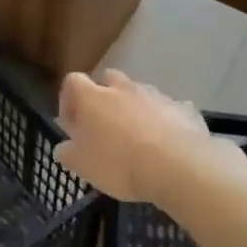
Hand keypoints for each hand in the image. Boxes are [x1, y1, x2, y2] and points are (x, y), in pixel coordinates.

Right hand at [54, 70, 210, 203]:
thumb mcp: (82, 166)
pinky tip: (166, 144)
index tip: (72, 124)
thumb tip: (63, 148)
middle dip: (104, 98)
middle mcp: (123, 88)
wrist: (179, 167)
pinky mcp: (183, 108)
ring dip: (135, 109)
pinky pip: (168, 110)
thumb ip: (68, 153)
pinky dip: (163, 121)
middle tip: (104, 126)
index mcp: (93, 98)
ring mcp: (156, 96)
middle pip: (108, 79)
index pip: (73, 82)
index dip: (69, 100)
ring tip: (138, 139)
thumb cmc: (120, 164)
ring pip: (140, 94)